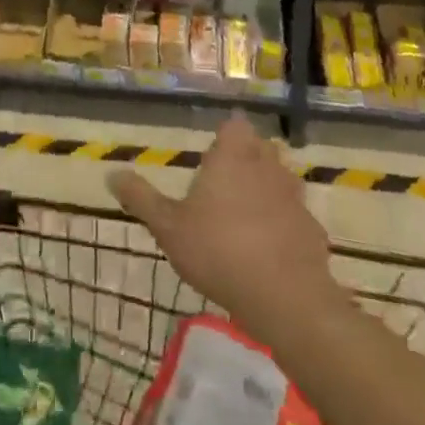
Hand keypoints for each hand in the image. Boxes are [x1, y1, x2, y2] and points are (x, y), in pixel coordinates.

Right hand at [110, 115, 335, 340]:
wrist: (286, 298)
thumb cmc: (220, 251)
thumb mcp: (169, 227)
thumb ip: (141, 199)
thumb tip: (110, 173)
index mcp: (233, 155)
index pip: (234, 125)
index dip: (226, 137)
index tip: (214, 155)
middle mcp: (267, 165)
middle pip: (260, 148)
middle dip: (247, 159)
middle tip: (226, 186)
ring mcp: (295, 196)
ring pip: (282, 180)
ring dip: (268, 191)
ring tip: (247, 218)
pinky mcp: (313, 230)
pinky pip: (297, 218)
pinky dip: (286, 227)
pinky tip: (272, 252)